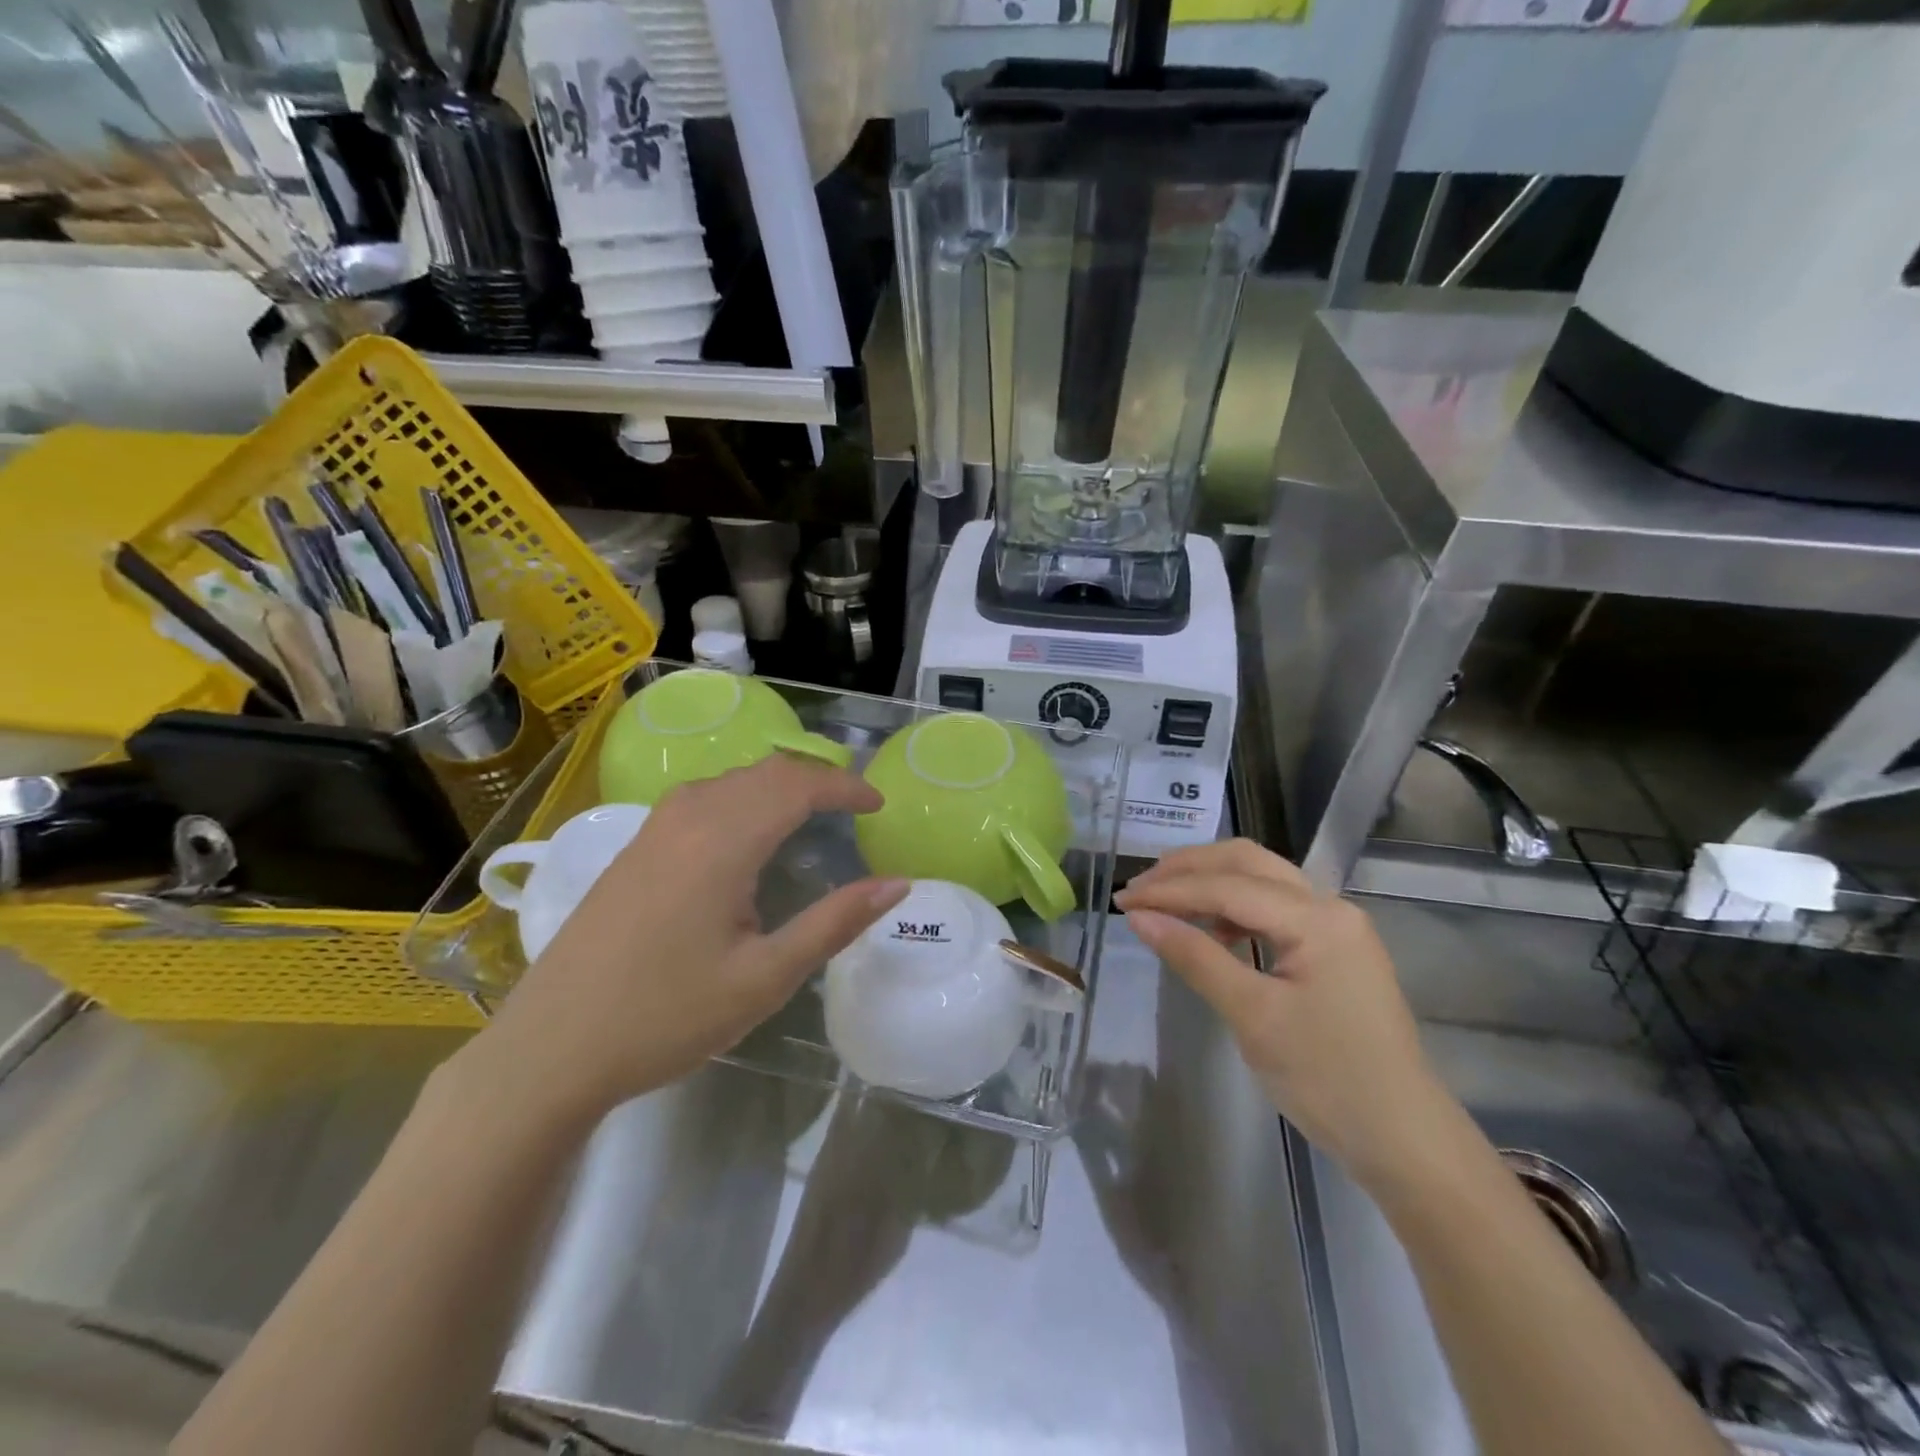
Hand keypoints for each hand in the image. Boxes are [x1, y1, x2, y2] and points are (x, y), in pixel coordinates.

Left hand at [466, 756, 909, 1129]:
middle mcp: (688, 817)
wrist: (549, 1050)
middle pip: (766, 771)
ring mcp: (654, 829)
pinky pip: (703, 796)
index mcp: (723, 842)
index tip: (879, 805)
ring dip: (779, 785)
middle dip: (817, 779)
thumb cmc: (666, 1017)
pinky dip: (744, 797)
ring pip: (732, 779)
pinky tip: (748, 836)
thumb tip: (897, 883)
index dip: (845, 787)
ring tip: (811, 817)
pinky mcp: (635, 847)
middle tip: (854, 809)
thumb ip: (834, 922)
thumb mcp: (765, 978)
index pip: (799, 785)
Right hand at [1114, 840, 1451, 1189]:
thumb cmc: (1328, 1080)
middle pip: (1248, 862)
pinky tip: (1209, 928)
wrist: (1404, 1141)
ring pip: (1260, 879)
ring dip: (1209, 881)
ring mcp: (1335, 926)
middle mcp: (1330, 906)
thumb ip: (1195, 957)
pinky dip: (1232, 906)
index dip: (1170, 890)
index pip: (1228, 886)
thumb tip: (1139, 917)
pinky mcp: (1333, 948)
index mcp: (1318, 919)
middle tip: (1140, 889)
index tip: (1122, 900)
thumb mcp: (1253, 1016)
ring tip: (1163, 902)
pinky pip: (1273, 907)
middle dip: (1188, 869)